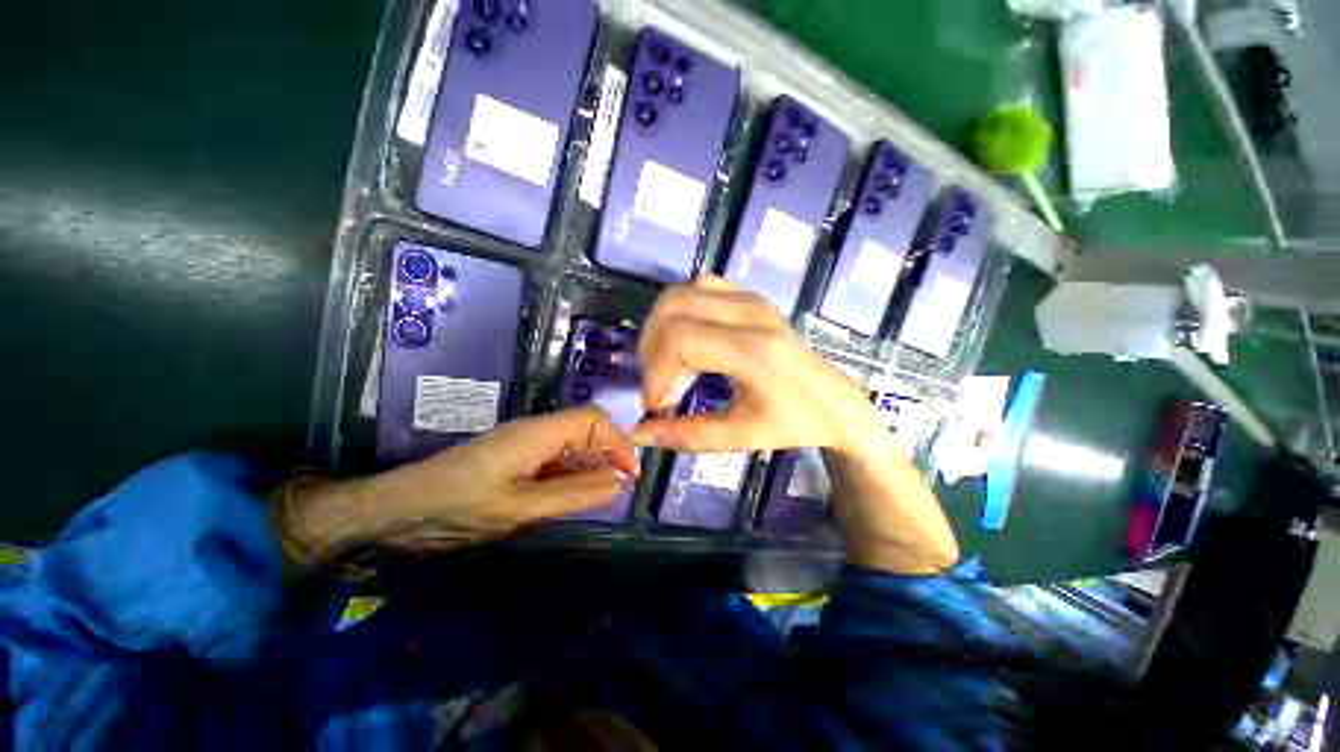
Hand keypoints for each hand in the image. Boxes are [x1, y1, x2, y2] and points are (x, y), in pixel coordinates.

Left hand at [277, 407, 638, 562]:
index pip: (593, 420)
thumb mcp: (519, 508)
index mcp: (538, 433)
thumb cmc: (456, 508)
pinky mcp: (516, 459)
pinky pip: (556, 460)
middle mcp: (535, 431)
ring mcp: (524, 445)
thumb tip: (617, 483)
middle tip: (619, 489)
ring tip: (600, 496)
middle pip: (586, 430)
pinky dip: (572, 476)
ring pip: (572, 446)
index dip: (617, 442)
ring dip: (591, 467)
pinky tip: (573, 497)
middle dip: (608, 455)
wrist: (397, 510)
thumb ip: (572, 494)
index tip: (629, 475)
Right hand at [632, 275, 876, 454]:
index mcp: (753, 350)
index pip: (680, 340)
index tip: (656, 405)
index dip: (655, 372)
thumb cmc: (793, 422)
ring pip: (680, 292)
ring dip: (661, 327)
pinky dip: (680, 312)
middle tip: (658, 383)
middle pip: (673, 307)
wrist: (835, 400)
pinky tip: (686, 341)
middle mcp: (750, 313)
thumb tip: (639, 433)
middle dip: (651, 348)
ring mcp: (750, 298)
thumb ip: (686, 435)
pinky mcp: (749, 296)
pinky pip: (698, 287)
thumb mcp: (741, 437)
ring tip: (667, 363)